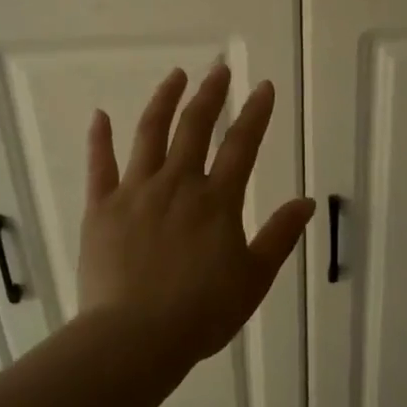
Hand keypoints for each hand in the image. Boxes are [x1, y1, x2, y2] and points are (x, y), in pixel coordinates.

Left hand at [79, 63, 314, 366]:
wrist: (135, 338)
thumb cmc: (201, 313)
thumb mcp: (254, 278)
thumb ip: (280, 237)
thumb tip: (307, 202)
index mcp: (217, 201)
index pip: (242, 145)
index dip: (255, 113)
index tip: (262, 86)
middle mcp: (178, 185)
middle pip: (195, 128)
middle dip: (210, 94)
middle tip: (219, 68)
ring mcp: (135, 192)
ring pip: (149, 134)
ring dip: (163, 100)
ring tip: (174, 75)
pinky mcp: (101, 208)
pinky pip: (99, 166)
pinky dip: (100, 139)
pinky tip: (100, 115)